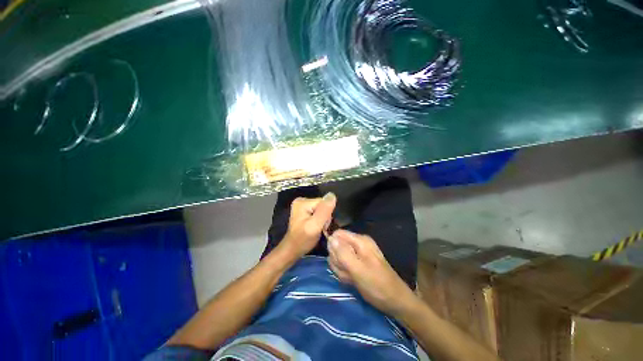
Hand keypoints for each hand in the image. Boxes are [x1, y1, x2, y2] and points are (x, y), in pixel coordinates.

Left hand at [280, 192, 336, 259]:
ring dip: (323, 219)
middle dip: (325, 217)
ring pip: (322, 209)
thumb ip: (324, 211)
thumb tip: (332, 195)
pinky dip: (319, 220)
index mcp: (302, 201)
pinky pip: (318, 211)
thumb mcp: (315, 226)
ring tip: (318, 228)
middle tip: (320, 228)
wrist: (292, 250)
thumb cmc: (303, 240)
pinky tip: (315, 226)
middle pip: (323, 205)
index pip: (324, 202)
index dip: (327, 214)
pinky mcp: (304, 210)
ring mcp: (302, 205)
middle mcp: (302, 200)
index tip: (323, 226)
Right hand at [327, 230, 416, 316]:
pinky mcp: (357, 262)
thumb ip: (343, 254)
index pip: (337, 235)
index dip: (333, 247)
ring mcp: (358, 253)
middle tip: (348, 272)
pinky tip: (352, 280)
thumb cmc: (378, 285)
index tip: (338, 261)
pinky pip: (343, 265)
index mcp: (360, 241)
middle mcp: (358, 244)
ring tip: (351, 278)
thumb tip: (330, 238)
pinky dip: (345, 274)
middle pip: (336, 246)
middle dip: (338, 261)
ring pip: (338, 257)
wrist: (395, 301)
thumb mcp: (358, 270)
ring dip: (341, 269)